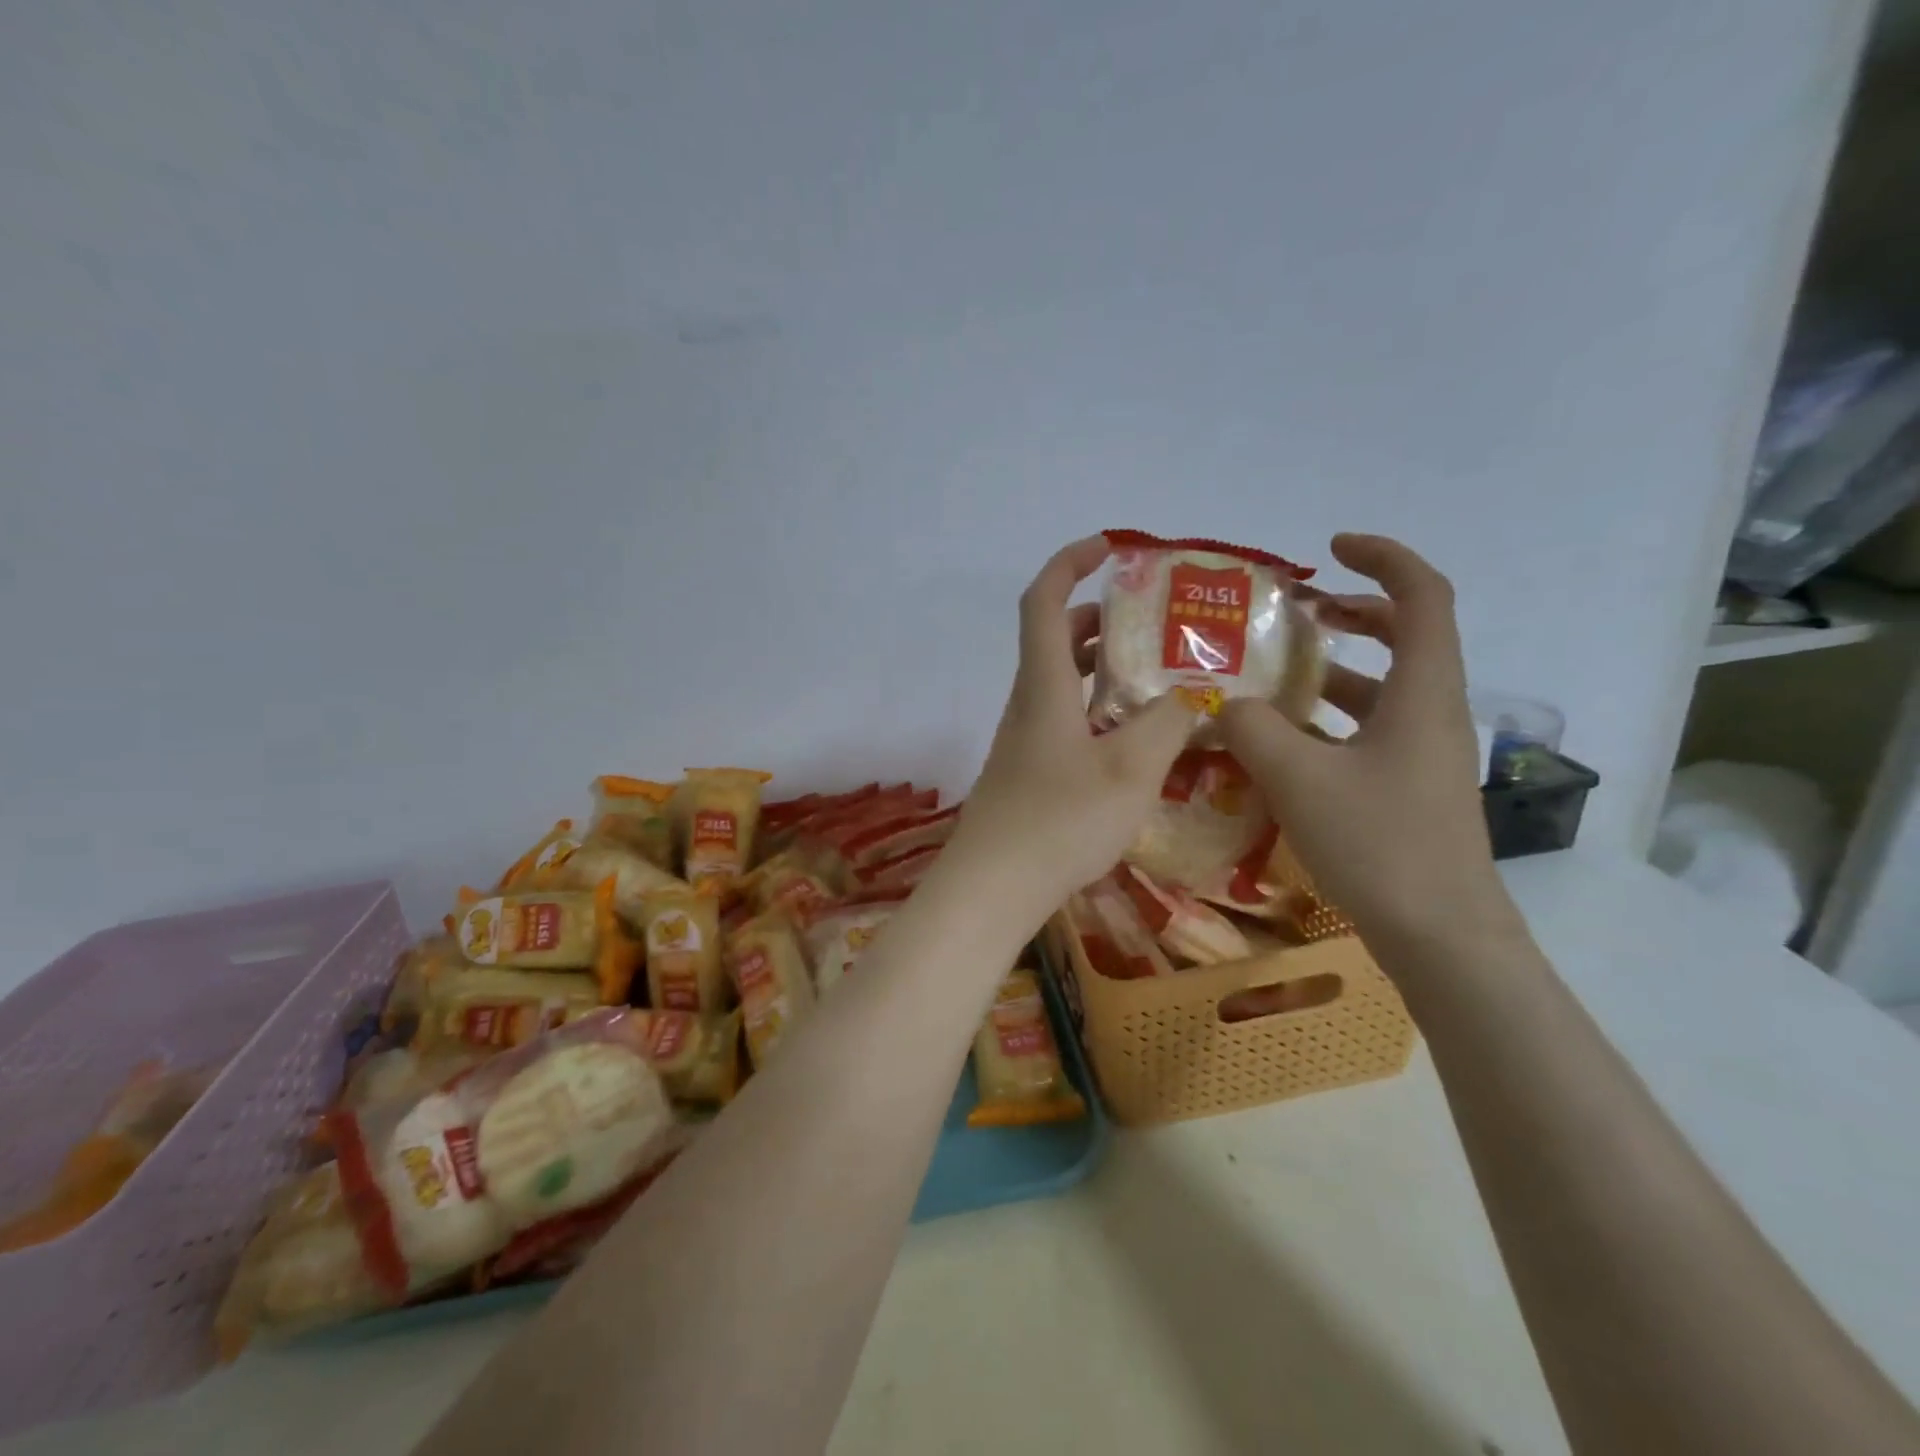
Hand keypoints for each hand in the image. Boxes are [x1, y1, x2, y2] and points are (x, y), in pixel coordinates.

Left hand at [950, 535, 1196, 911]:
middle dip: (1101, 620)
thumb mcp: (1130, 769)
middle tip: (1154, 625)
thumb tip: (1190, 697)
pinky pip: (1066, 721)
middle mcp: (1029, 704)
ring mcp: (1025, 741)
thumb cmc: (1059, 820)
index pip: (1043, 601)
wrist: (993, 888)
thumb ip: (1167, 724)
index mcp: (1044, 686)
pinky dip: (1099, 711)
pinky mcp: (1030, 772)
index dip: (1070, 562)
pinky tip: (1136, 741)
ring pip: (1063, 684)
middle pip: (1056, 640)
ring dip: (1104, 669)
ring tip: (1158, 679)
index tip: (1111, 548)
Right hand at [1219, 534, 1516, 951]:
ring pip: (1381, 690)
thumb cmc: (1379, 844)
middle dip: (1353, 613)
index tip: (1330, 551)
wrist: (1440, 936)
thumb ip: (1251, 729)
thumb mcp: (1298, 778)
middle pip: (1406, 637)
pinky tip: (1279, 743)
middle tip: (1297, 613)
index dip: (1382, 558)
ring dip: (1333, 671)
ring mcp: (1422, 754)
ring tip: (1273, 676)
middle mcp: (1431, 712)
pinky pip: (1367, 733)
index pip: (1422, 596)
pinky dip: (1327, 721)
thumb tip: (1222, 704)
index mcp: (1423, 692)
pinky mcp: (1407, 788)